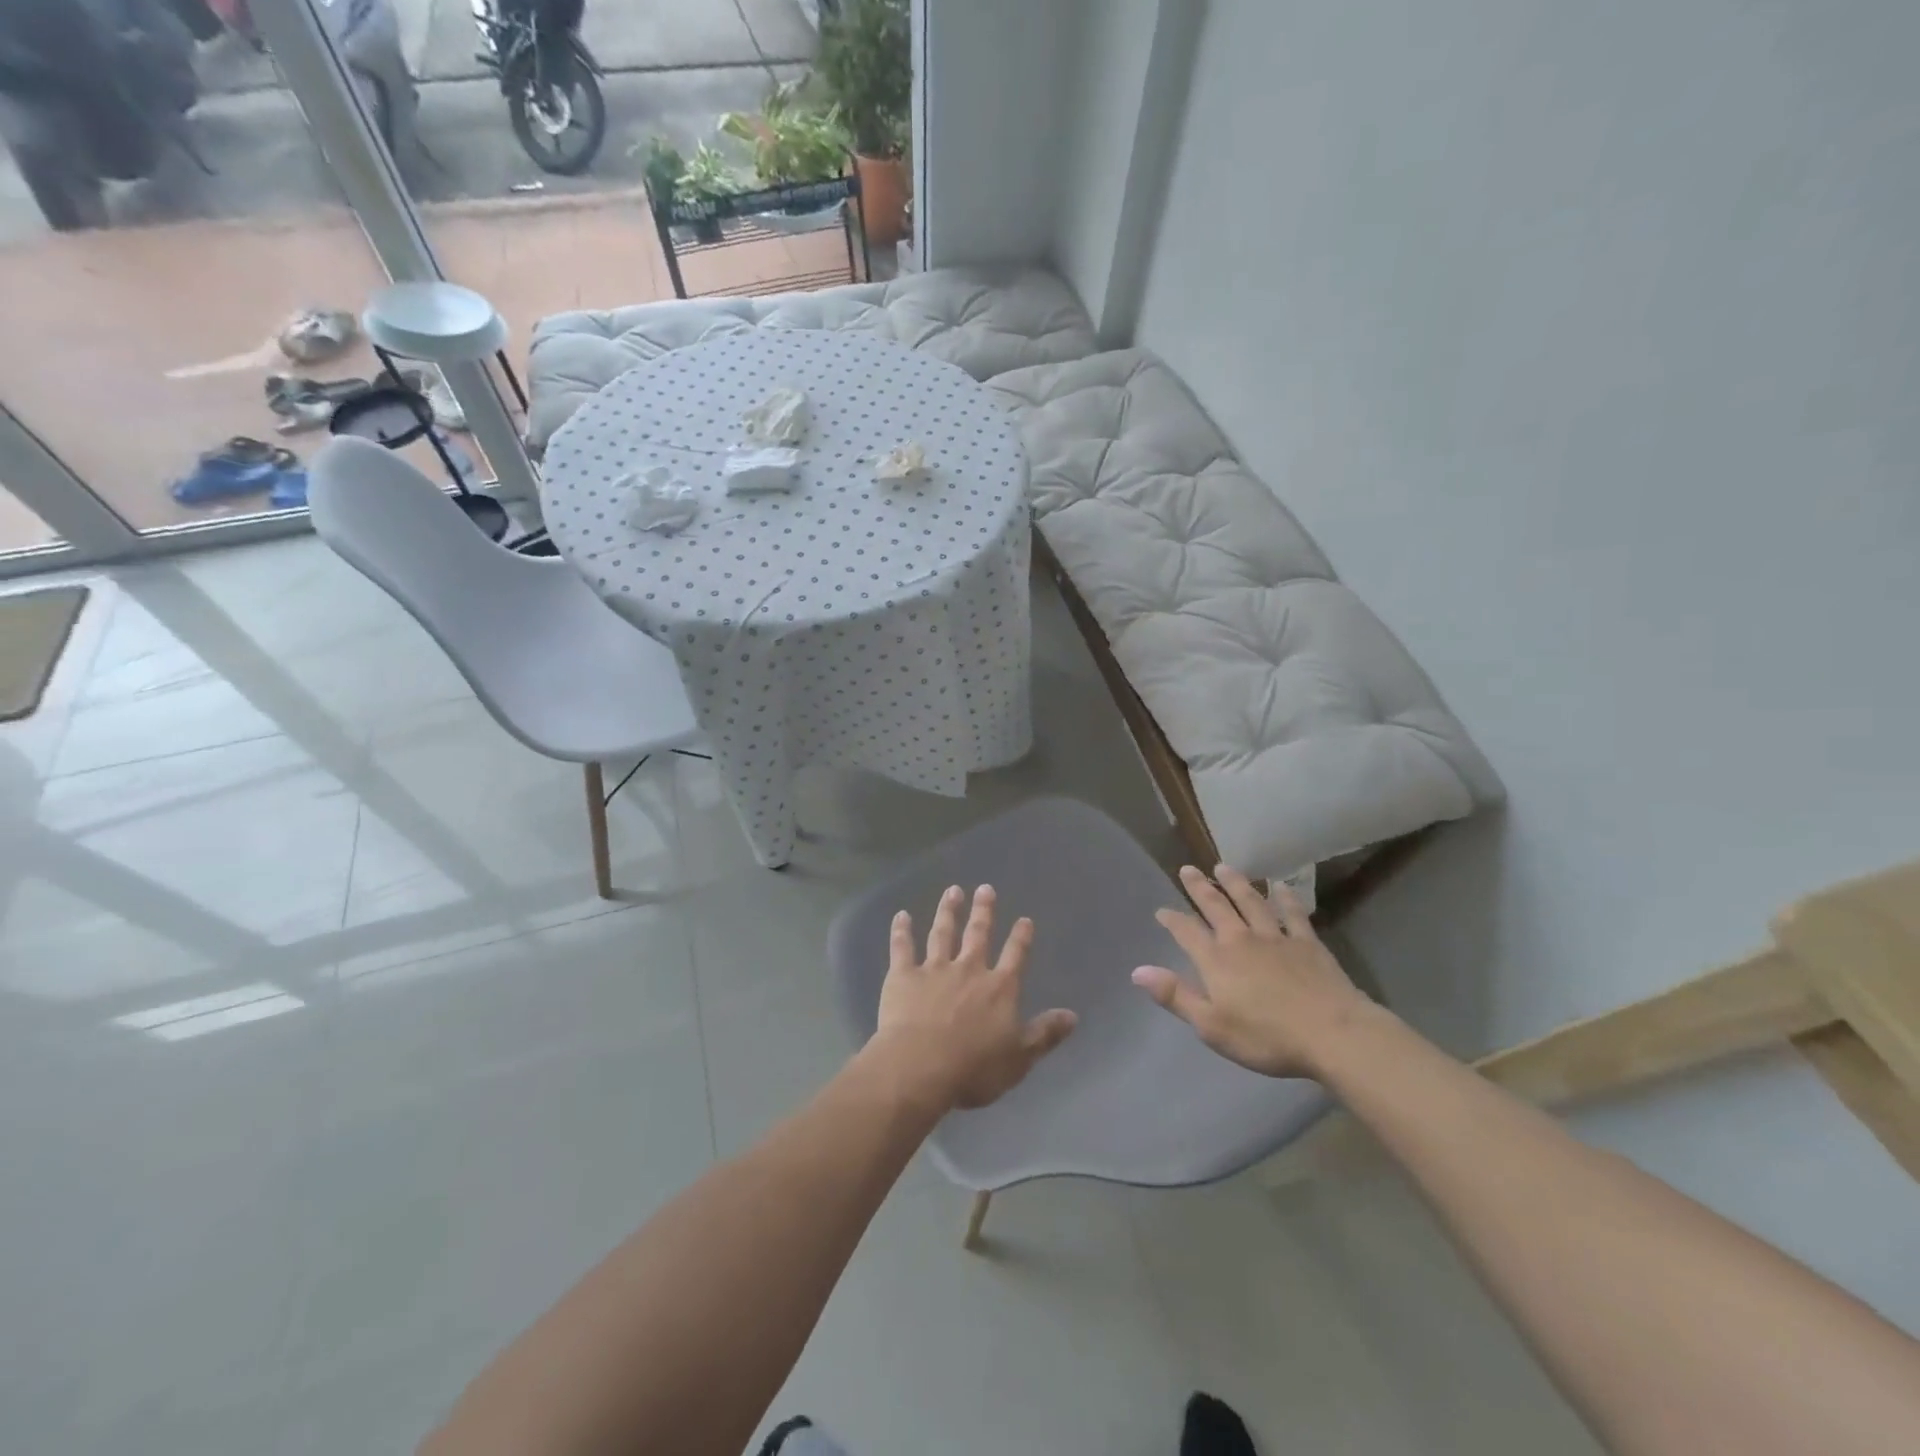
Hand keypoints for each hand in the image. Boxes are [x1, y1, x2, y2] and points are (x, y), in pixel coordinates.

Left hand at [872, 884, 1077, 1109]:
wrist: (920, 1067)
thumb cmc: (974, 1069)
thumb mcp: (1019, 1058)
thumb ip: (1045, 1034)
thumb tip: (1073, 1015)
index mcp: (999, 988)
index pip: (1015, 956)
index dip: (1021, 937)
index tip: (1024, 919)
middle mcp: (969, 969)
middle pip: (978, 934)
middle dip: (984, 911)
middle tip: (986, 888)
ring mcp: (934, 969)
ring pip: (942, 933)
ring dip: (948, 911)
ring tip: (953, 891)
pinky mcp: (903, 976)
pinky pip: (903, 947)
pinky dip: (901, 931)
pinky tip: (901, 915)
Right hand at [1132, 865, 1376, 1079]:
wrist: (1332, 1035)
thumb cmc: (1266, 1037)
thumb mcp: (1211, 1026)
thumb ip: (1175, 995)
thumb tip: (1138, 971)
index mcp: (1216, 960)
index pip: (1186, 932)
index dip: (1172, 920)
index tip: (1161, 910)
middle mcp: (1242, 939)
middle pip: (1216, 906)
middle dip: (1199, 888)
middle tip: (1187, 869)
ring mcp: (1276, 937)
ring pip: (1251, 901)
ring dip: (1235, 883)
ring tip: (1223, 868)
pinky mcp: (1307, 942)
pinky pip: (1293, 913)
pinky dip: (1285, 897)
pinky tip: (1280, 886)